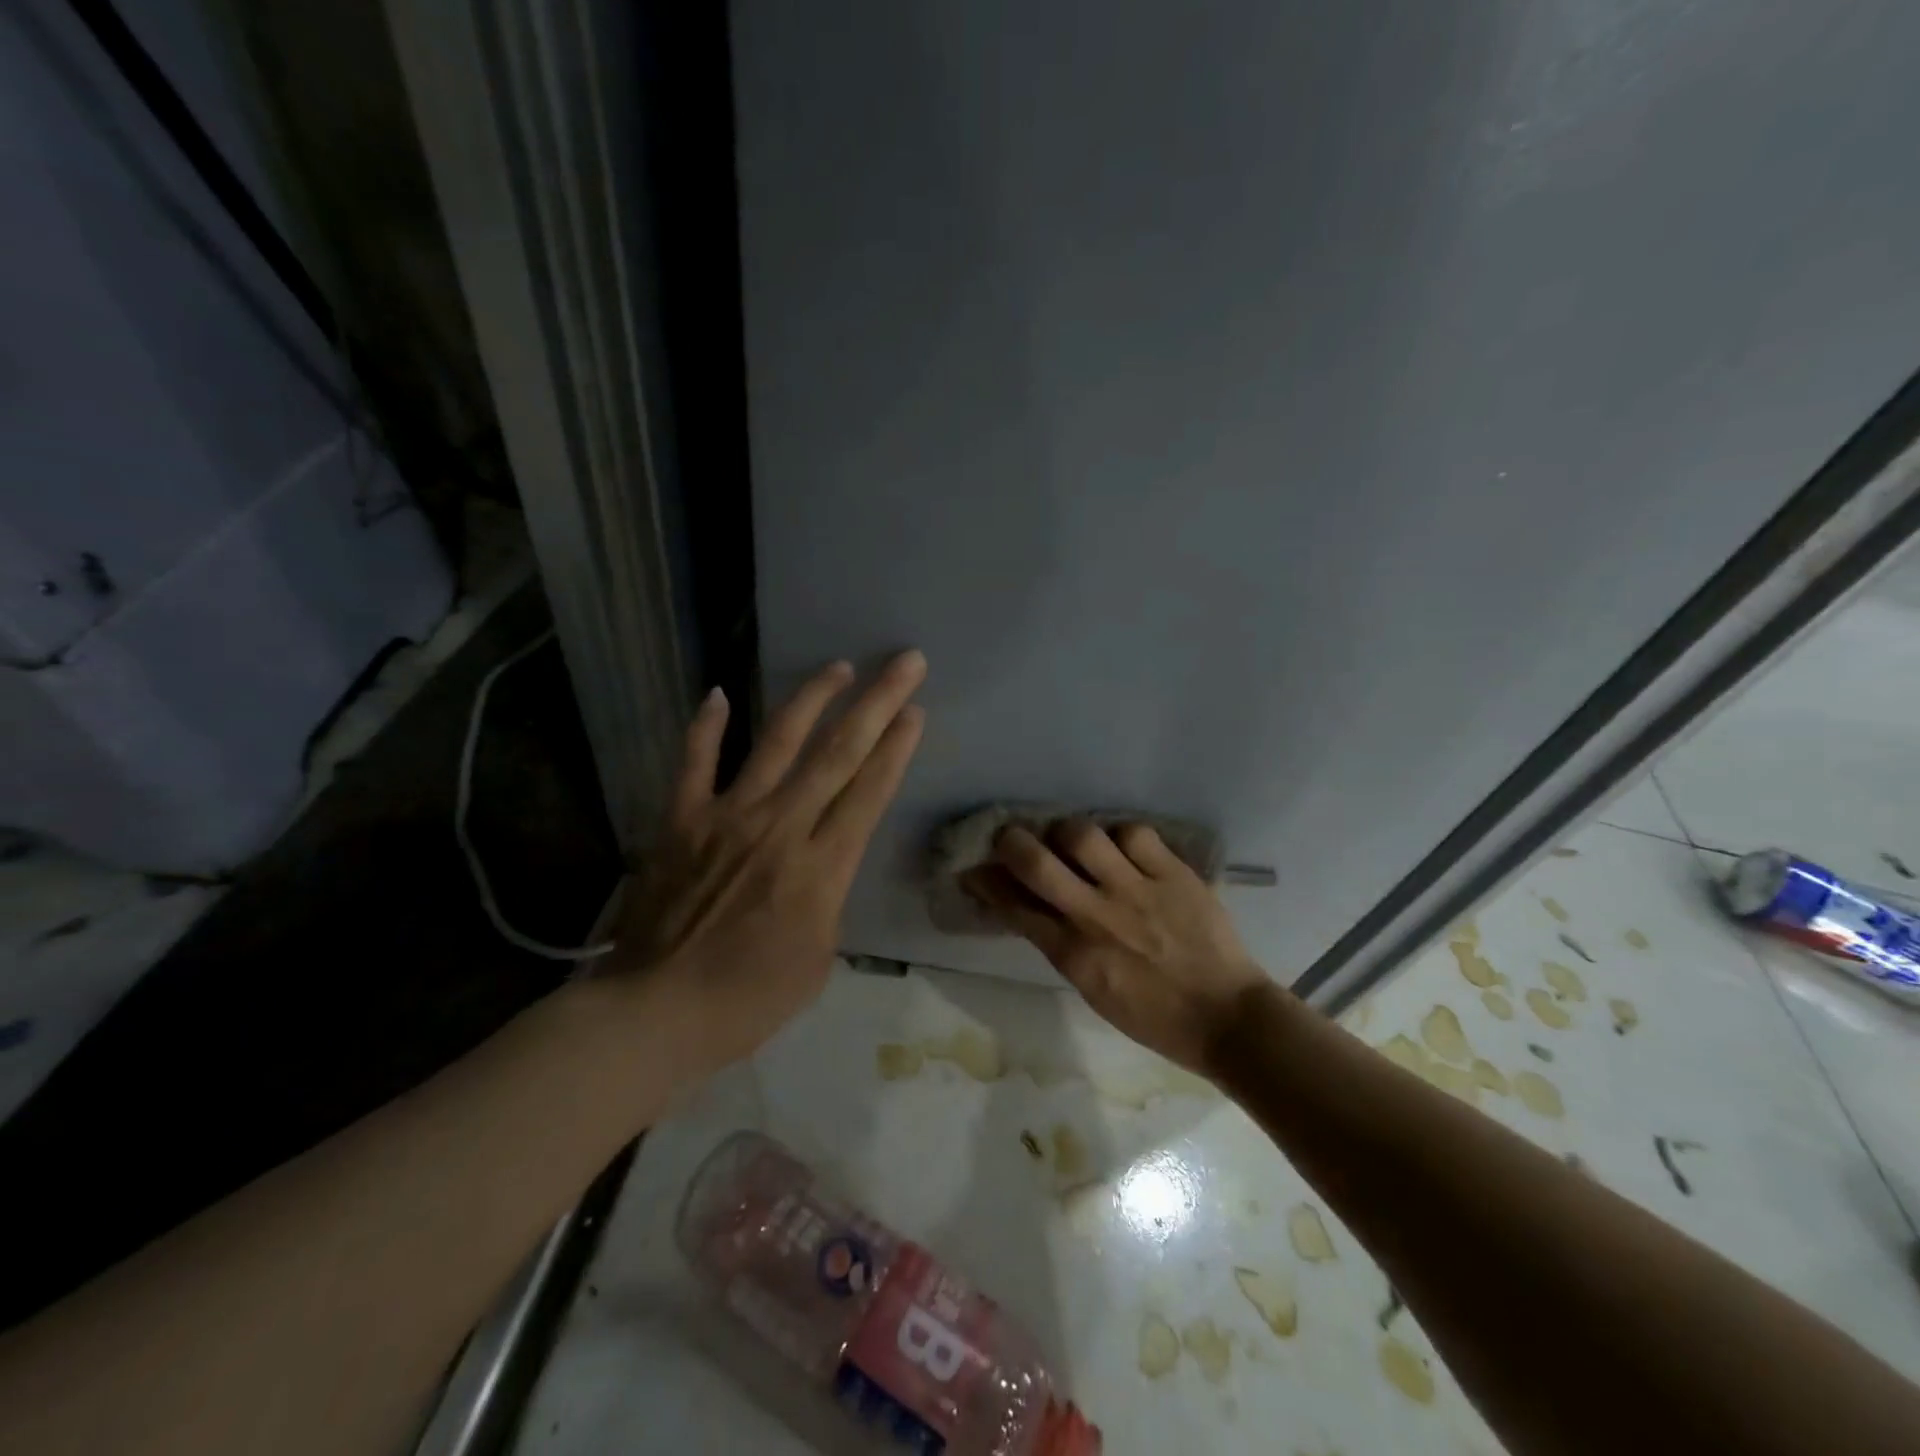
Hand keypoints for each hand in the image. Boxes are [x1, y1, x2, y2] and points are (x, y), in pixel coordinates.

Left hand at [611, 651, 926, 1077]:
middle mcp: (781, 827)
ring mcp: (728, 816)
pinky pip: (695, 762)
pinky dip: (705, 726)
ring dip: (811, 698)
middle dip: (877, 702)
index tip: (914, 710)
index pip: (869, 791)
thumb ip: (827, 900)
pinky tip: (716, 692)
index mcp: (821, 867)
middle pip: (839, 752)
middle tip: (904, 662)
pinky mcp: (681, 819)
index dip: (896, 746)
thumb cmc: (748, 1000)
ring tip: (837, 667)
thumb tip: (821, 865)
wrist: (656, 1011)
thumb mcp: (818, 959)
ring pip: (777, 742)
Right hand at [963, 821, 1270, 1074]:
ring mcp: (1137, 891)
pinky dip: (1121, 836)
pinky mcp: (1174, 874)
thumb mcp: (1094, 991)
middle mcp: (1097, 917)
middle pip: (1036, 862)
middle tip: (1011, 838)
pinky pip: (1134, 834)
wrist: (1228, 1019)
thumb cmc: (1155, 1017)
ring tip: (1073, 840)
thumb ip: (1060, 946)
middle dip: (1010, 842)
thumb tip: (1031, 910)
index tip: (975, 868)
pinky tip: (1124, 848)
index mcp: (1074, 956)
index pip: (1015, 907)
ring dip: (1067, 833)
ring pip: (1083, 835)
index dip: (987, 883)